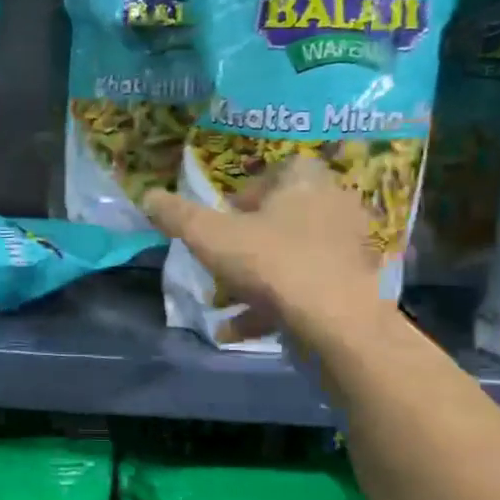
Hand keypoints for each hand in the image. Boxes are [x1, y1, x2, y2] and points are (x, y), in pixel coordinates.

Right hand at [144, 157, 381, 343]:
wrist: (337, 325)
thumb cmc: (272, 264)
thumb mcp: (210, 237)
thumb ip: (177, 215)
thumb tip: (148, 196)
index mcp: (307, 183)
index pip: (282, 169)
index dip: (250, 190)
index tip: (225, 216)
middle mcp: (334, 208)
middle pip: (285, 215)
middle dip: (249, 238)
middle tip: (222, 256)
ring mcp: (347, 251)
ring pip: (292, 257)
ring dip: (256, 278)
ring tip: (222, 300)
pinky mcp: (351, 289)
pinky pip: (304, 291)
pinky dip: (271, 308)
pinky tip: (236, 330)